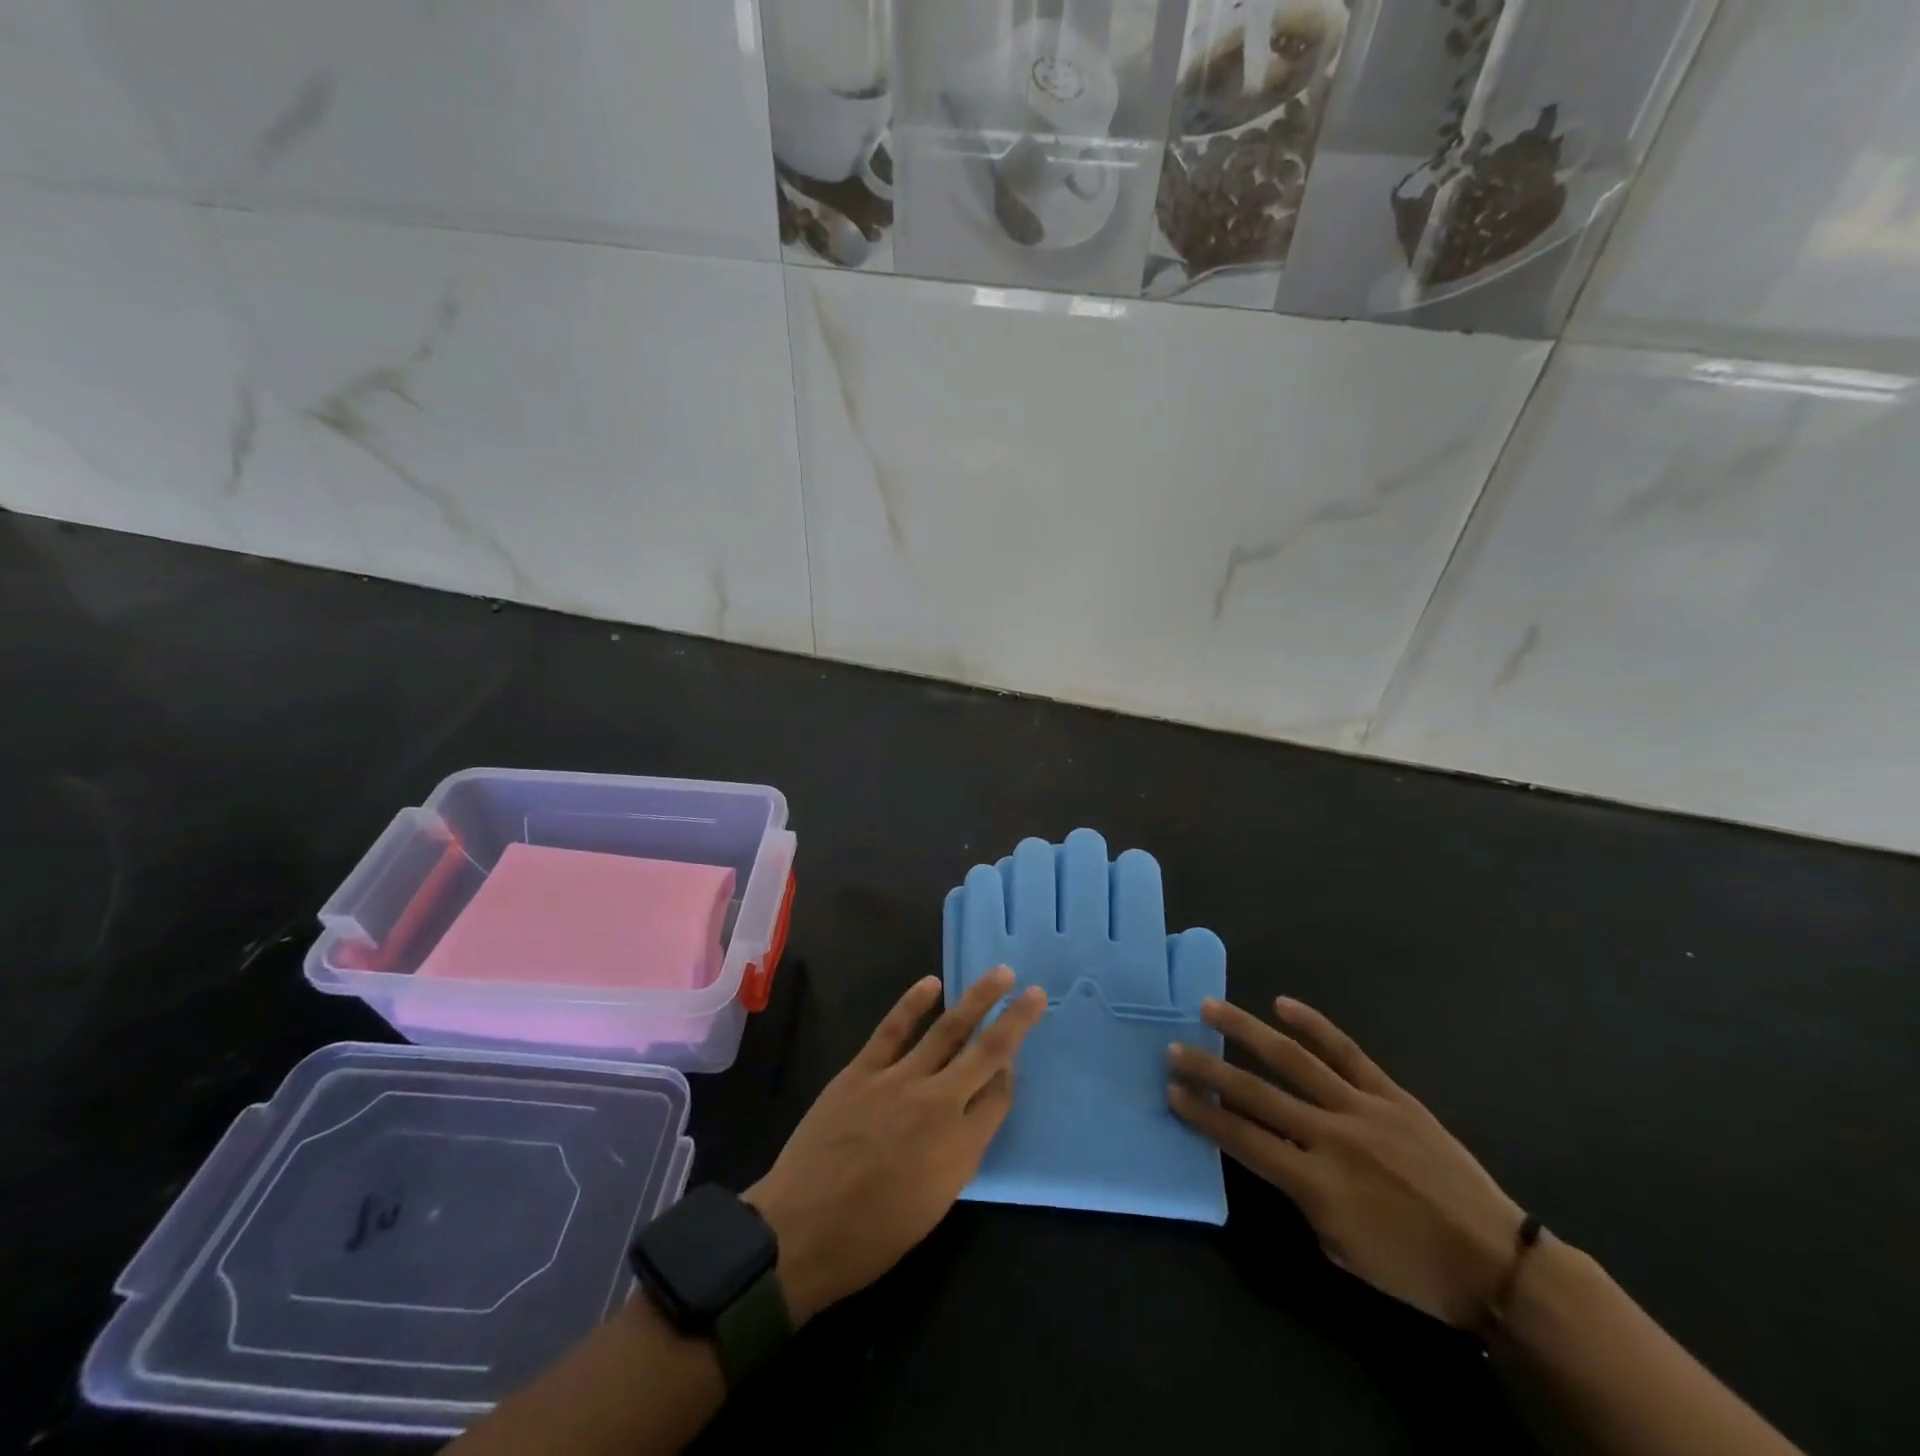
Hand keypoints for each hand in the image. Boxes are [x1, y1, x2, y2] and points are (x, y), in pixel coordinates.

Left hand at [745, 967, 1046, 1323]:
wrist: (801, 1232)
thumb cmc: (872, 1236)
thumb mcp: (935, 1205)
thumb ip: (962, 1154)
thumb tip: (976, 1114)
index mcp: (961, 1147)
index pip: (999, 1097)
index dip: (1010, 1075)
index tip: (1014, 1061)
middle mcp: (939, 1104)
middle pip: (987, 1054)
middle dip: (1015, 1022)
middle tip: (1036, 993)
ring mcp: (899, 1080)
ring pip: (948, 1030)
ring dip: (977, 999)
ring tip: (1000, 974)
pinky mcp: (863, 1070)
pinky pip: (894, 1028)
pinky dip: (913, 1003)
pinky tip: (931, 983)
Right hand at [1168, 997, 1523, 1327]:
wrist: (1496, 1263)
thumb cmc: (1413, 1269)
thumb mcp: (1340, 1248)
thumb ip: (1300, 1195)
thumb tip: (1275, 1154)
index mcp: (1316, 1183)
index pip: (1242, 1138)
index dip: (1203, 1114)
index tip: (1171, 1092)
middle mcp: (1331, 1137)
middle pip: (1255, 1093)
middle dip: (1208, 1070)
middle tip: (1174, 1049)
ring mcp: (1362, 1108)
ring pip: (1293, 1059)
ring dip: (1246, 1031)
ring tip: (1211, 1008)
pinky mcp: (1392, 1095)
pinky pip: (1347, 1052)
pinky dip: (1314, 1025)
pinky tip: (1283, 1004)